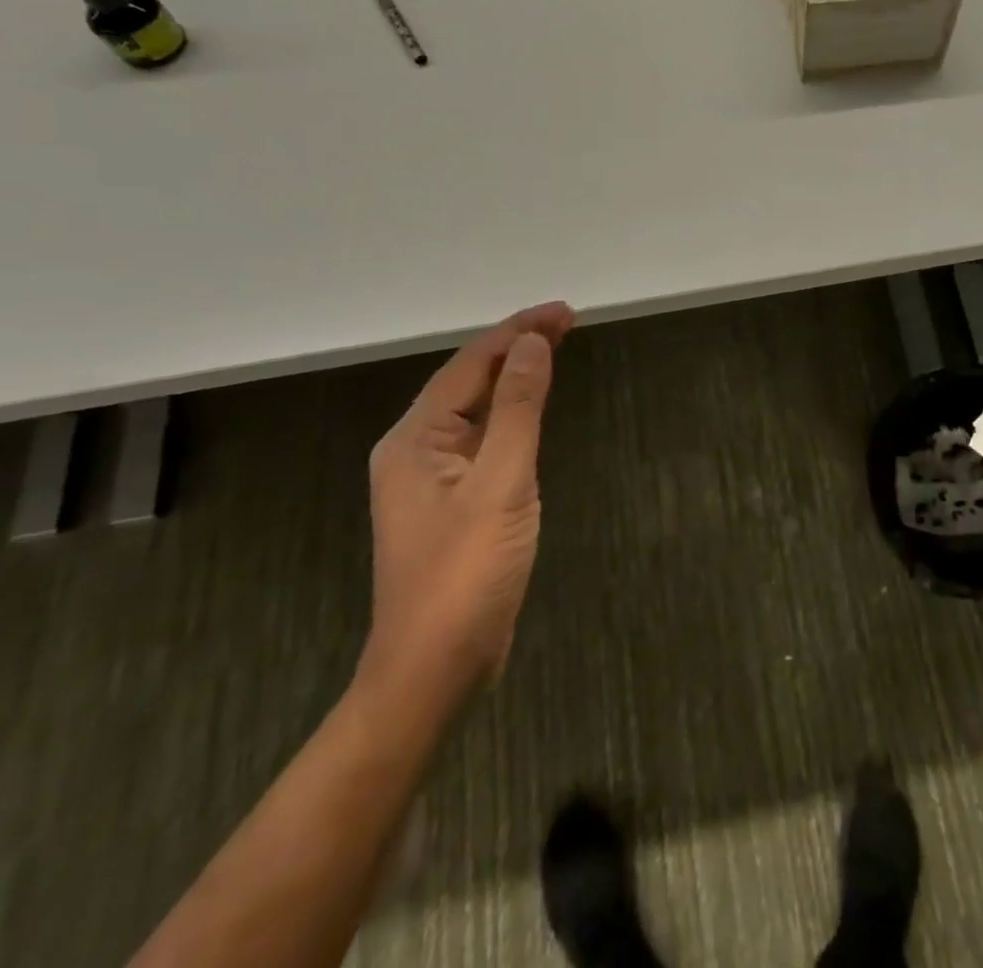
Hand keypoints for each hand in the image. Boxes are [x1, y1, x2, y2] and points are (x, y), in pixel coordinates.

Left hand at [361, 302, 573, 708]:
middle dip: (516, 348)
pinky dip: (510, 415)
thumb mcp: (501, 483)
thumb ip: (517, 409)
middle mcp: (415, 450)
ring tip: (553, 351)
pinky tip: (531, 411)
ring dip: (513, 378)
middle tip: (567, 322)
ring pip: (475, 411)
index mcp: (415, 439)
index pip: (470, 364)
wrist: (434, 669)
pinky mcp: (452, 504)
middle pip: (469, 382)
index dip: (517, 331)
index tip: (564, 312)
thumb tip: (532, 344)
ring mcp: (431, 480)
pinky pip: (482, 440)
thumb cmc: (466, 573)